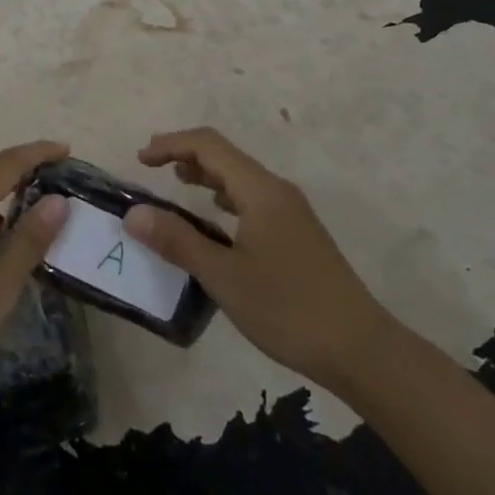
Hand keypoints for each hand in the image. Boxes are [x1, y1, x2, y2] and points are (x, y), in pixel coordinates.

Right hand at [123, 127, 388, 387]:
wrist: (361, 350)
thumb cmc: (288, 308)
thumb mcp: (224, 276)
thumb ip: (177, 240)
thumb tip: (133, 214)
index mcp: (260, 190)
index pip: (208, 145)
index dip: (171, 144)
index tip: (140, 159)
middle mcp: (276, 190)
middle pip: (225, 155)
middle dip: (185, 155)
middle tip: (151, 168)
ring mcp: (291, 212)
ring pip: (240, 178)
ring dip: (205, 174)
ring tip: (176, 185)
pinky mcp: (297, 234)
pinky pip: (252, 198)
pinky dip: (224, 197)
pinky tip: (215, 217)